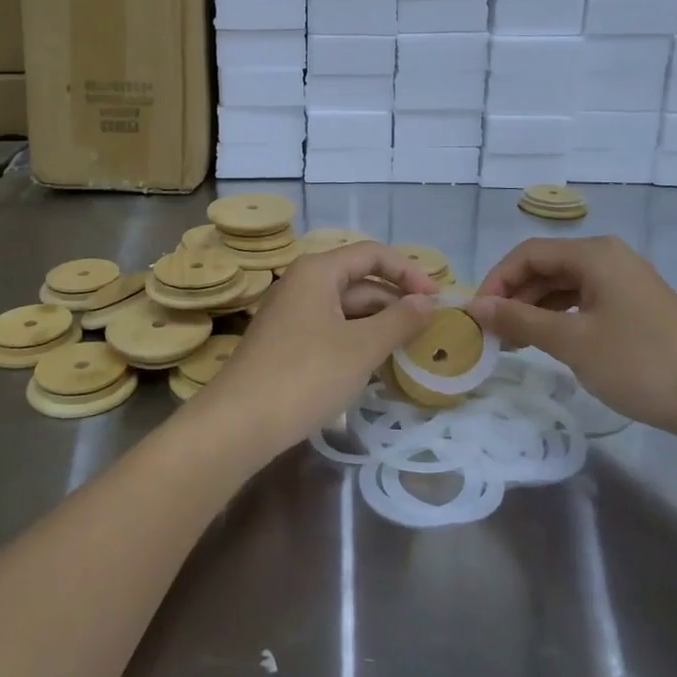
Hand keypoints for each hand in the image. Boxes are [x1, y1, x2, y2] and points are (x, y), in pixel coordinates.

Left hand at [190, 242, 438, 458]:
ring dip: (379, 325)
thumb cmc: (305, 375)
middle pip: (360, 281)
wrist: (239, 423)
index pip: (373, 254)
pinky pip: (331, 330)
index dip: (409, 271)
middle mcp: (302, 284)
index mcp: (318, 271)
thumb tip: (427, 303)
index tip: (437, 301)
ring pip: (346, 309)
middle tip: (430, 332)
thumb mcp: (361, 348)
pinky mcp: (286, 343)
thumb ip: (399, 321)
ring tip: (410, 351)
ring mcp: (292, 314)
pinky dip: (357, 341)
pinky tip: (376, 367)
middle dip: (396, 302)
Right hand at [466, 236, 676, 437]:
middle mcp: (609, 258)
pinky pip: (584, 301)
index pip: (528, 253)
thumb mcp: (571, 342)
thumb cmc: (639, 363)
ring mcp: (625, 282)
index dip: (496, 280)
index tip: (477, 314)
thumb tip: (477, 306)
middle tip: (491, 332)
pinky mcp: (636, 306)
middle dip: (514, 296)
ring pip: (564, 286)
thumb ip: (520, 320)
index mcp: (594, 254)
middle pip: (546, 267)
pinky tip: (547, 342)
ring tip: (513, 343)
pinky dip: (559, 318)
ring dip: (534, 310)